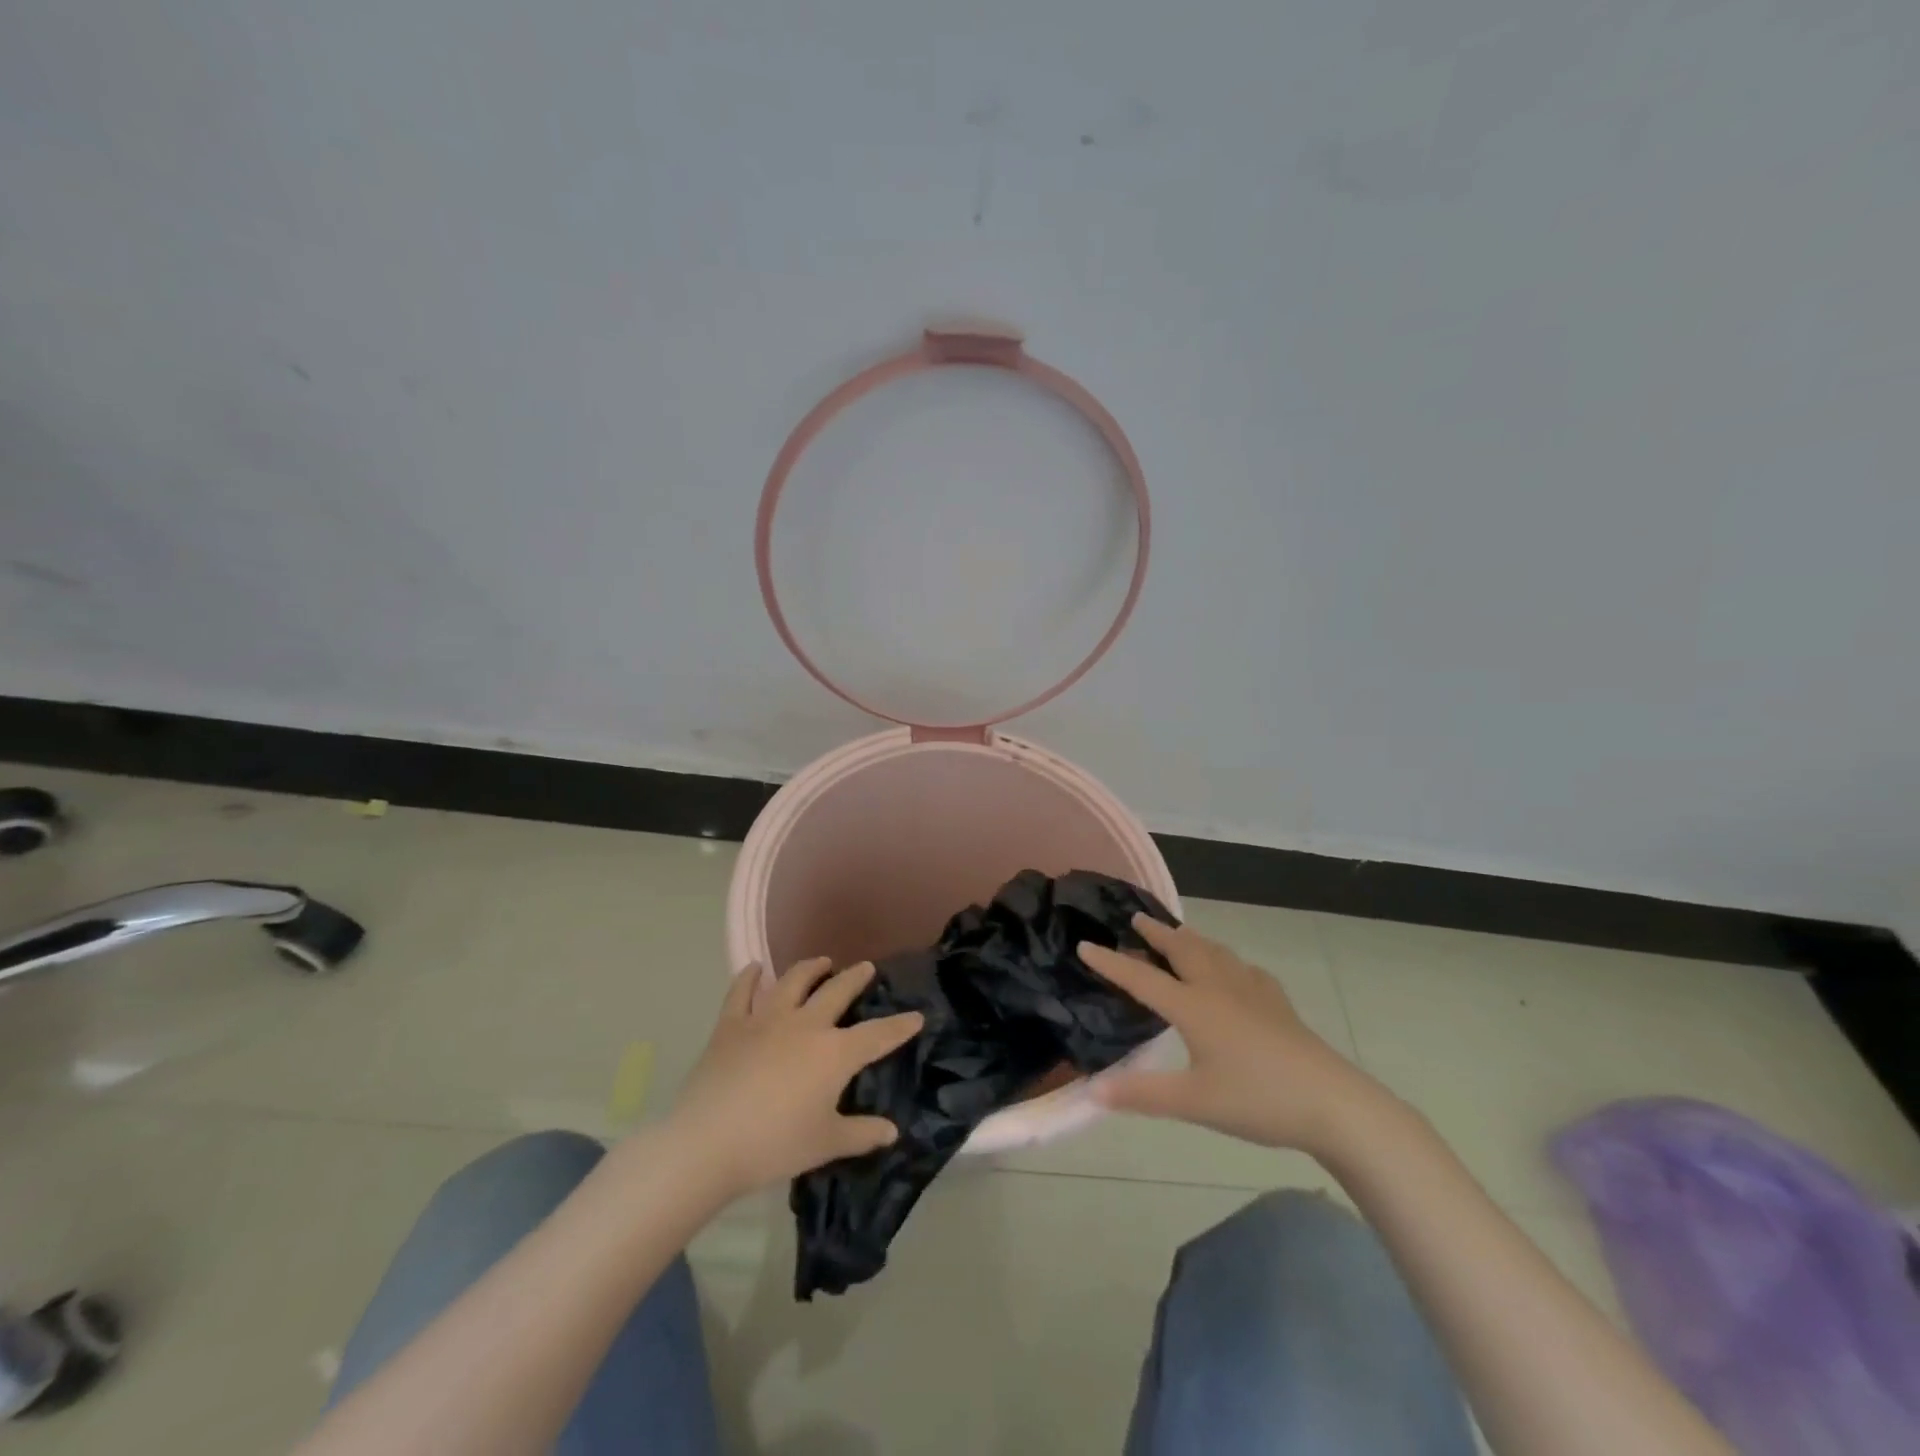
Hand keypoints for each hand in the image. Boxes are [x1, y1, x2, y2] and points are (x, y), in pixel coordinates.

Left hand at [669, 958, 923, 1199]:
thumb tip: (891, 1131)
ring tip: (822, 961)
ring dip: (811, 968)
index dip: (900, 1026)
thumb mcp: (826, 1144)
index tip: (916, 1016)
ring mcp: (766, 1019)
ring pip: (794, 981)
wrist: (708, 1142)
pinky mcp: (731, 1025)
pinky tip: (755, 968)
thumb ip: (862, 1134)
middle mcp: (806, 1025)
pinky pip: (741, 992)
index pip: (877, 1035)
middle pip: (837, 991)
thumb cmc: (775, 1145)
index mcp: (834, 1053)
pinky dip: (749, 977)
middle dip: (856, 978)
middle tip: (866, 968)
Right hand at [1078, 916, 1381, 1157]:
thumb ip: (1142, 1095)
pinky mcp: (1277, 1003)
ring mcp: (1252, 991)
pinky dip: (1226, 959)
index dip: (1111, 962)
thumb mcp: (1194, 1103)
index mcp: (1193, 1006)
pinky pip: (1243, 968)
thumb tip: (1092, 1091)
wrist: (1333, 1103)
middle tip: (1136, 919)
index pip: (1141, 978)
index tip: (1084, 944)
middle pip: (1181, 950)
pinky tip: (1234, 970)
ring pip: (1213, 952)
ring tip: (1178, 933)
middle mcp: (1218, 988)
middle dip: (1155, 933)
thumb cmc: (1257, 1099)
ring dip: (1189, 939)